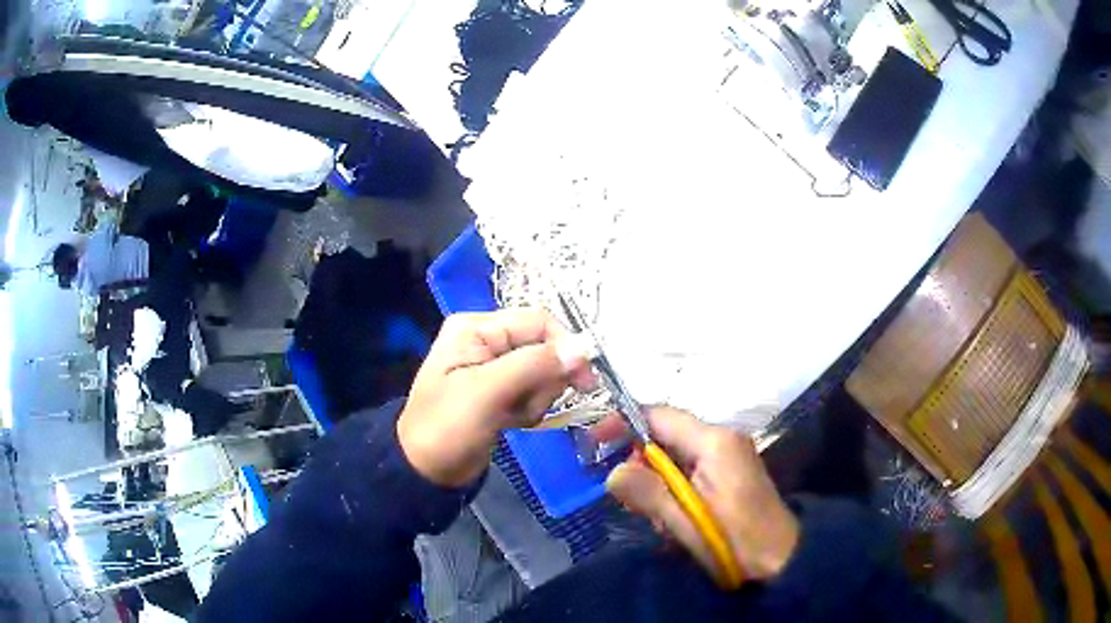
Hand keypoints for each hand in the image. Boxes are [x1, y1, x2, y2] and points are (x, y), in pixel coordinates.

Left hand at [397, 309, 593, 486]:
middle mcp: (487, 340)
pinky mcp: (501, 391)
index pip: (538, 321)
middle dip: (544, 381)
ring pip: (543, 372)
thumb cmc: (447, 427)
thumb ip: (534, 365)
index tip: (584, 381)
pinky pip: (534, 391)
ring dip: (537, 398)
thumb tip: (584, 347)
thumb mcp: (487, 392)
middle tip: (527, 405)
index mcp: (477, 328)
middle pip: (544, 346)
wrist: (426, 471)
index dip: (565, 346)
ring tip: (513, 417)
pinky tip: (511, 422)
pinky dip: (530, 409)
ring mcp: (494, 367)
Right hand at [605, 406, 799, 583]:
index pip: (659, 415)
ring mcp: (729, 455)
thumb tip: (612, 472)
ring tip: (656, 517)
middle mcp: (723, 439)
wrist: (781, 559)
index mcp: (714, 442)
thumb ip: (648, 493)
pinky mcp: (730, 472)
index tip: (595, 442)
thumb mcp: (685, 521)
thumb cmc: (735, 541)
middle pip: (666, 435)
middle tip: (628, 497)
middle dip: (641, 463)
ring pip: (676, 455)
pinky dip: (674, 488)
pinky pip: (691, 469)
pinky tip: (674, 518)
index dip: (623, 423)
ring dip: (657, 481)